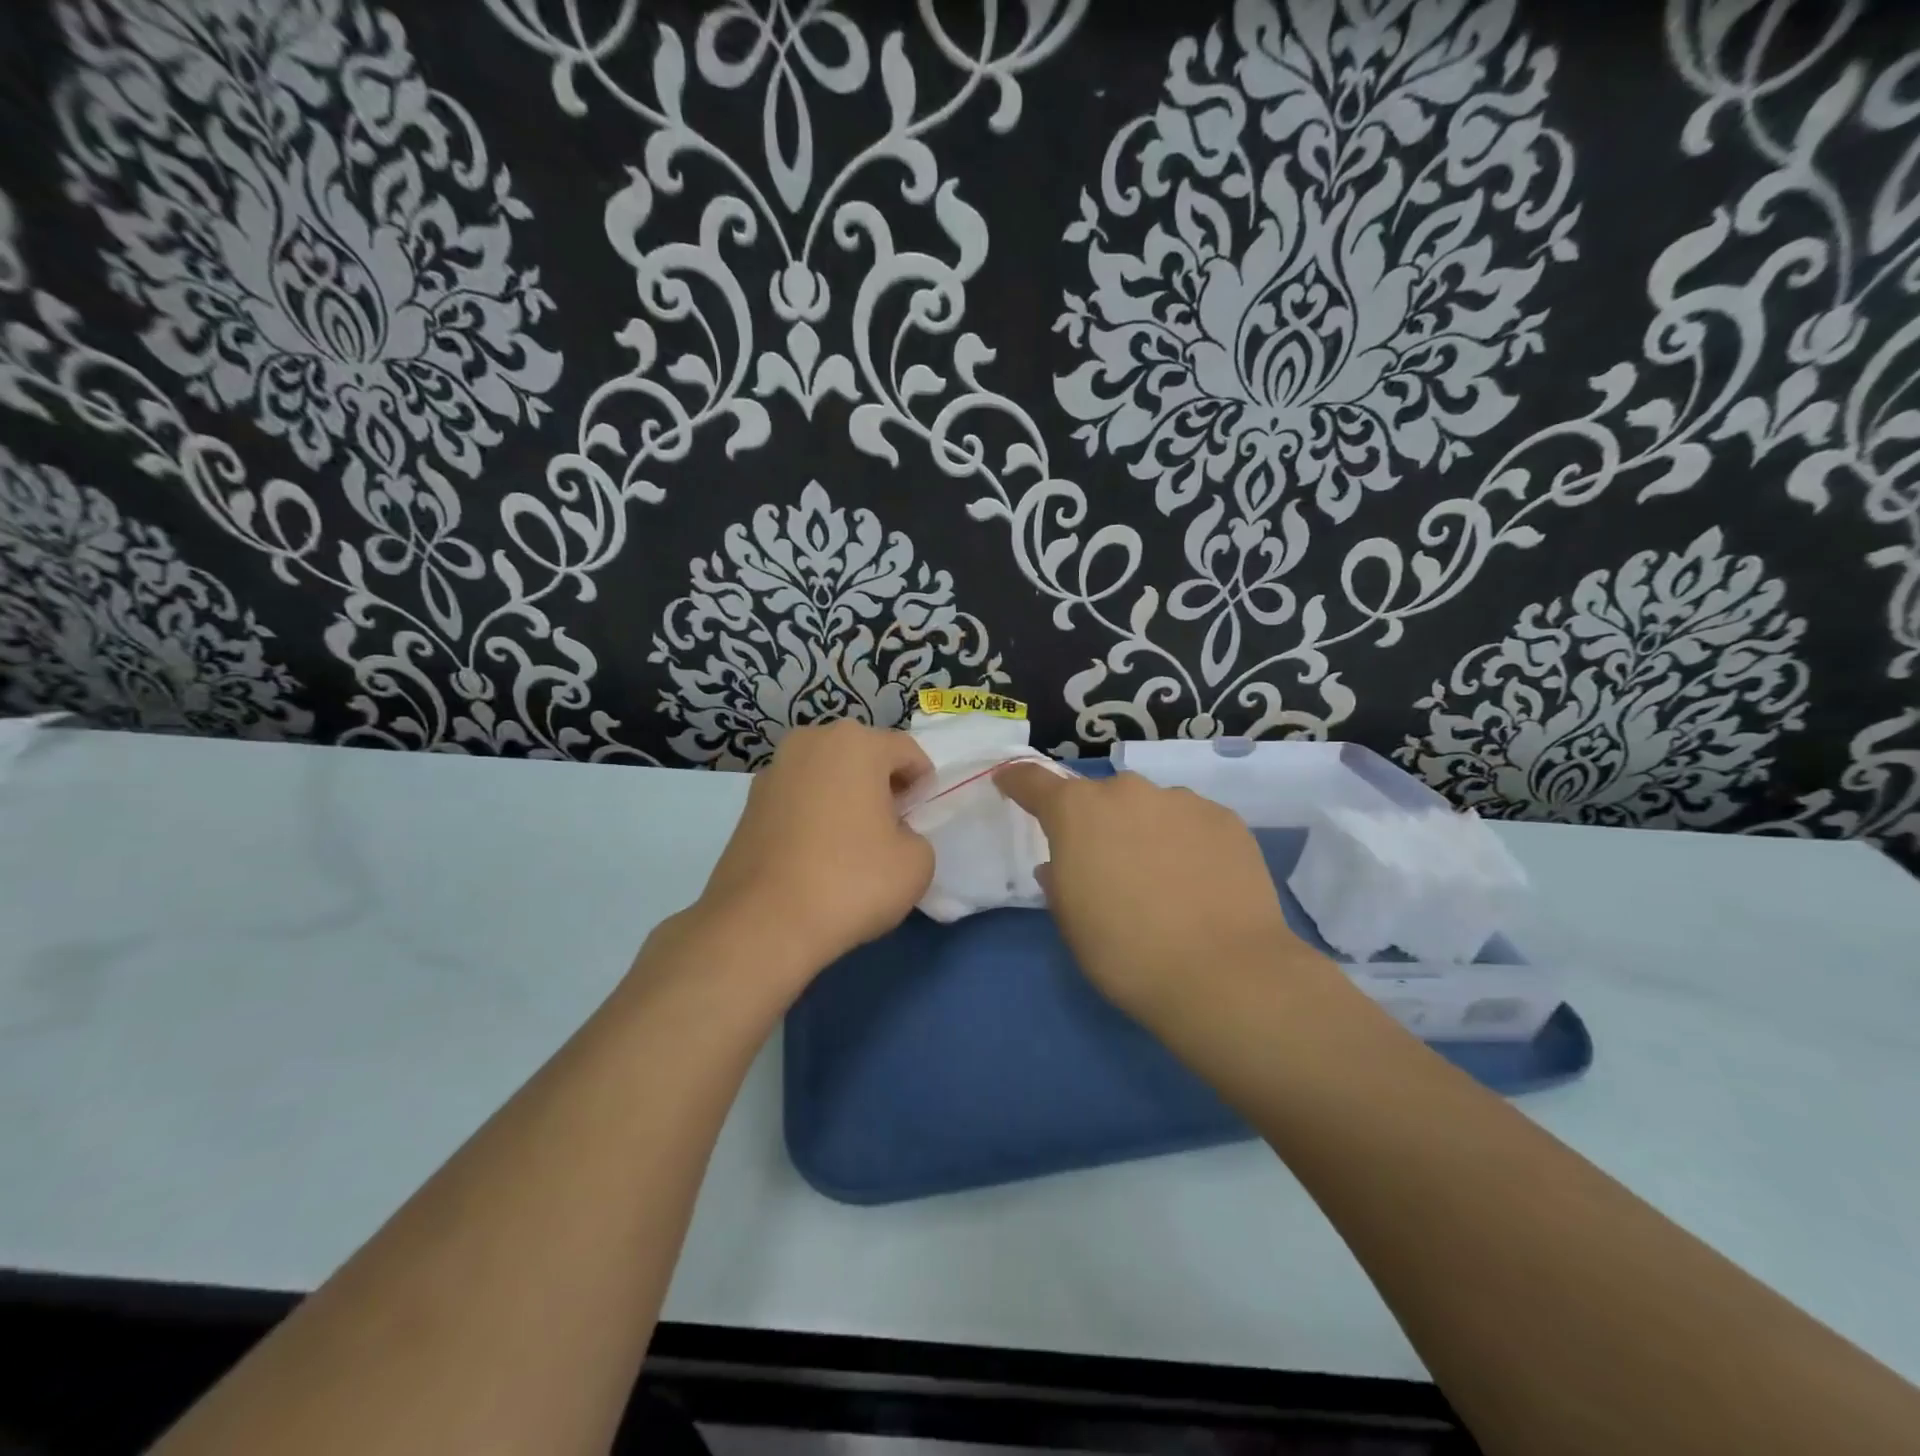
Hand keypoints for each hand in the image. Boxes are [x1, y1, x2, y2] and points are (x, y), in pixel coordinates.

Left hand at [690, 721, 933, 981]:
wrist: (762, 924)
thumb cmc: (851, 881)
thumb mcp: (917, 863)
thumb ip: (916, 836)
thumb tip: (892, 836)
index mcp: (856, 743)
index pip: (906, 751)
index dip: (922, 785)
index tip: (921, 820)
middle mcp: (811, 742)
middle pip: (862, 756)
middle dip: (881, 786)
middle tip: (891, 830)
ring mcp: (773, 772)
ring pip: (826, 776)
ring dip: (844, 799)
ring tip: (850, 845)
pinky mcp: (748, 804)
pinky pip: (797, 800)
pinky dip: (813, 816)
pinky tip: (816, 858)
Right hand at [995, 765, 1323, 1021]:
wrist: (1222, 974)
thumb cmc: (1125, 951)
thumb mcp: (1071, 920)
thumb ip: (1058, 879)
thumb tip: (1061, 864)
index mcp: (1077, 812)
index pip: (1034, 780)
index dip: (1018, 780)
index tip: (1008, 781)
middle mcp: (1127, 792)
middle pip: (1101, 798)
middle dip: (1097, 822)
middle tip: (1107, 865)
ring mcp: (1181, 800)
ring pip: (1150, 808)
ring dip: (1145, 831)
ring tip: (1162, 879)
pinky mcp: (1225, 818)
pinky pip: (1192, 823)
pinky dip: (1186, 843)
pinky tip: (1199, 882)